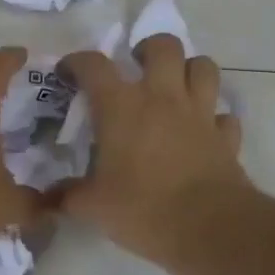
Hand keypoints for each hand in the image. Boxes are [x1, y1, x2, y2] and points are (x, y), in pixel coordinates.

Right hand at [58, 37, 249, 266]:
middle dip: (149, 49)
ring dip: (189, 70)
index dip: (78, 62)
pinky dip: (215, 118)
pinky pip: (224, 115)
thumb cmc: (143, 209)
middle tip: (137, 68)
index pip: (94, 65)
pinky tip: (204, 131)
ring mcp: (200, 113)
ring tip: (175, 87)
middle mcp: (163, 98)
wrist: (209, 228)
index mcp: (122, 107)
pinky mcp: (225, 136)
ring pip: (204, 67)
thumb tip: (48, 198)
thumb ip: (67, 196)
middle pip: (164, 46)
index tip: (69, 72)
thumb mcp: (93, 207)